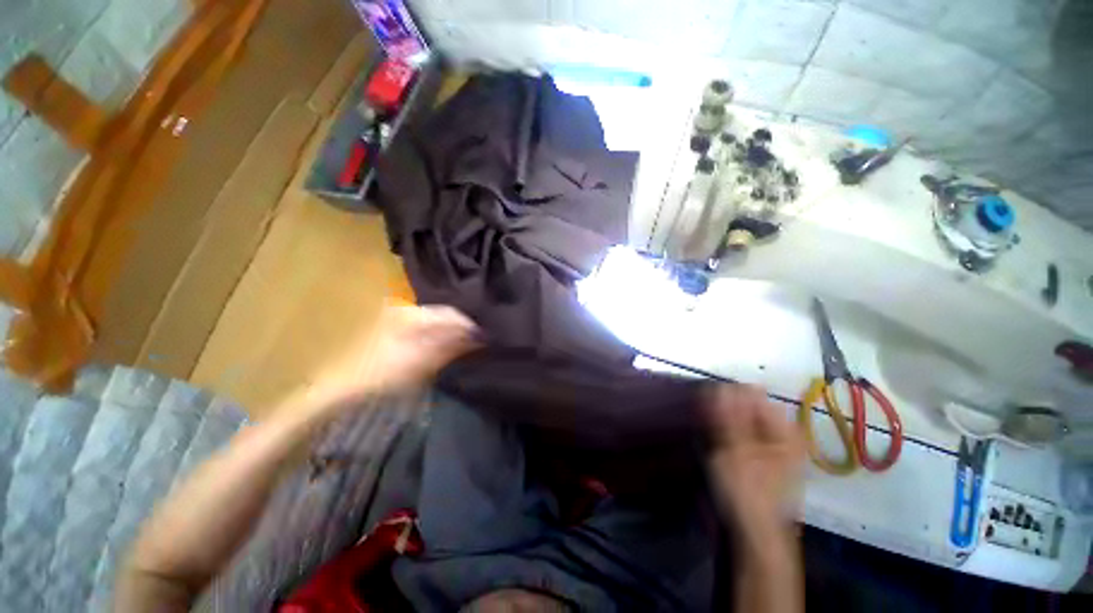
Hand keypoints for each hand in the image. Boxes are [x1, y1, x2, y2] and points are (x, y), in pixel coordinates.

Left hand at [305, 304, 479, 407]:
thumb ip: (451, 346)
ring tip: (464, 346)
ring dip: (450, 333)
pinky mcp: (393, 330)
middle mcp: (405, 309)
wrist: (339, 389)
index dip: (470, 326)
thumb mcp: (421, 361)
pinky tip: (443, 347)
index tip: (485, 339)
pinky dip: (437, 337)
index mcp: (411, 313)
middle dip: (461, 329)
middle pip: (443, 315)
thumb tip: (479, 336)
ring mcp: (397, 319)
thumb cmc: (382, 374)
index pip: (451, 313)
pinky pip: (424, 328)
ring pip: (435, 322)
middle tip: (477, 343)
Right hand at [706, 384, 804, 539]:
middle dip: (725, 408)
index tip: (707, 401)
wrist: (753, 532)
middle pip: (748, 408)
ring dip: (723, 420)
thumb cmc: (747, 491)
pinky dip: (727, 432)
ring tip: (709, 431)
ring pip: (742, 421)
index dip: (729, 395)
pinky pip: (741, 433)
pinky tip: (716, 440)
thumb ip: (727, 417)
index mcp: (785, 431)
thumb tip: (721, 385)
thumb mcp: (734, 450)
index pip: (754, 396)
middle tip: (706, 418)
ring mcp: (772, 447)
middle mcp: (783, 435)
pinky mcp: (760, 457)